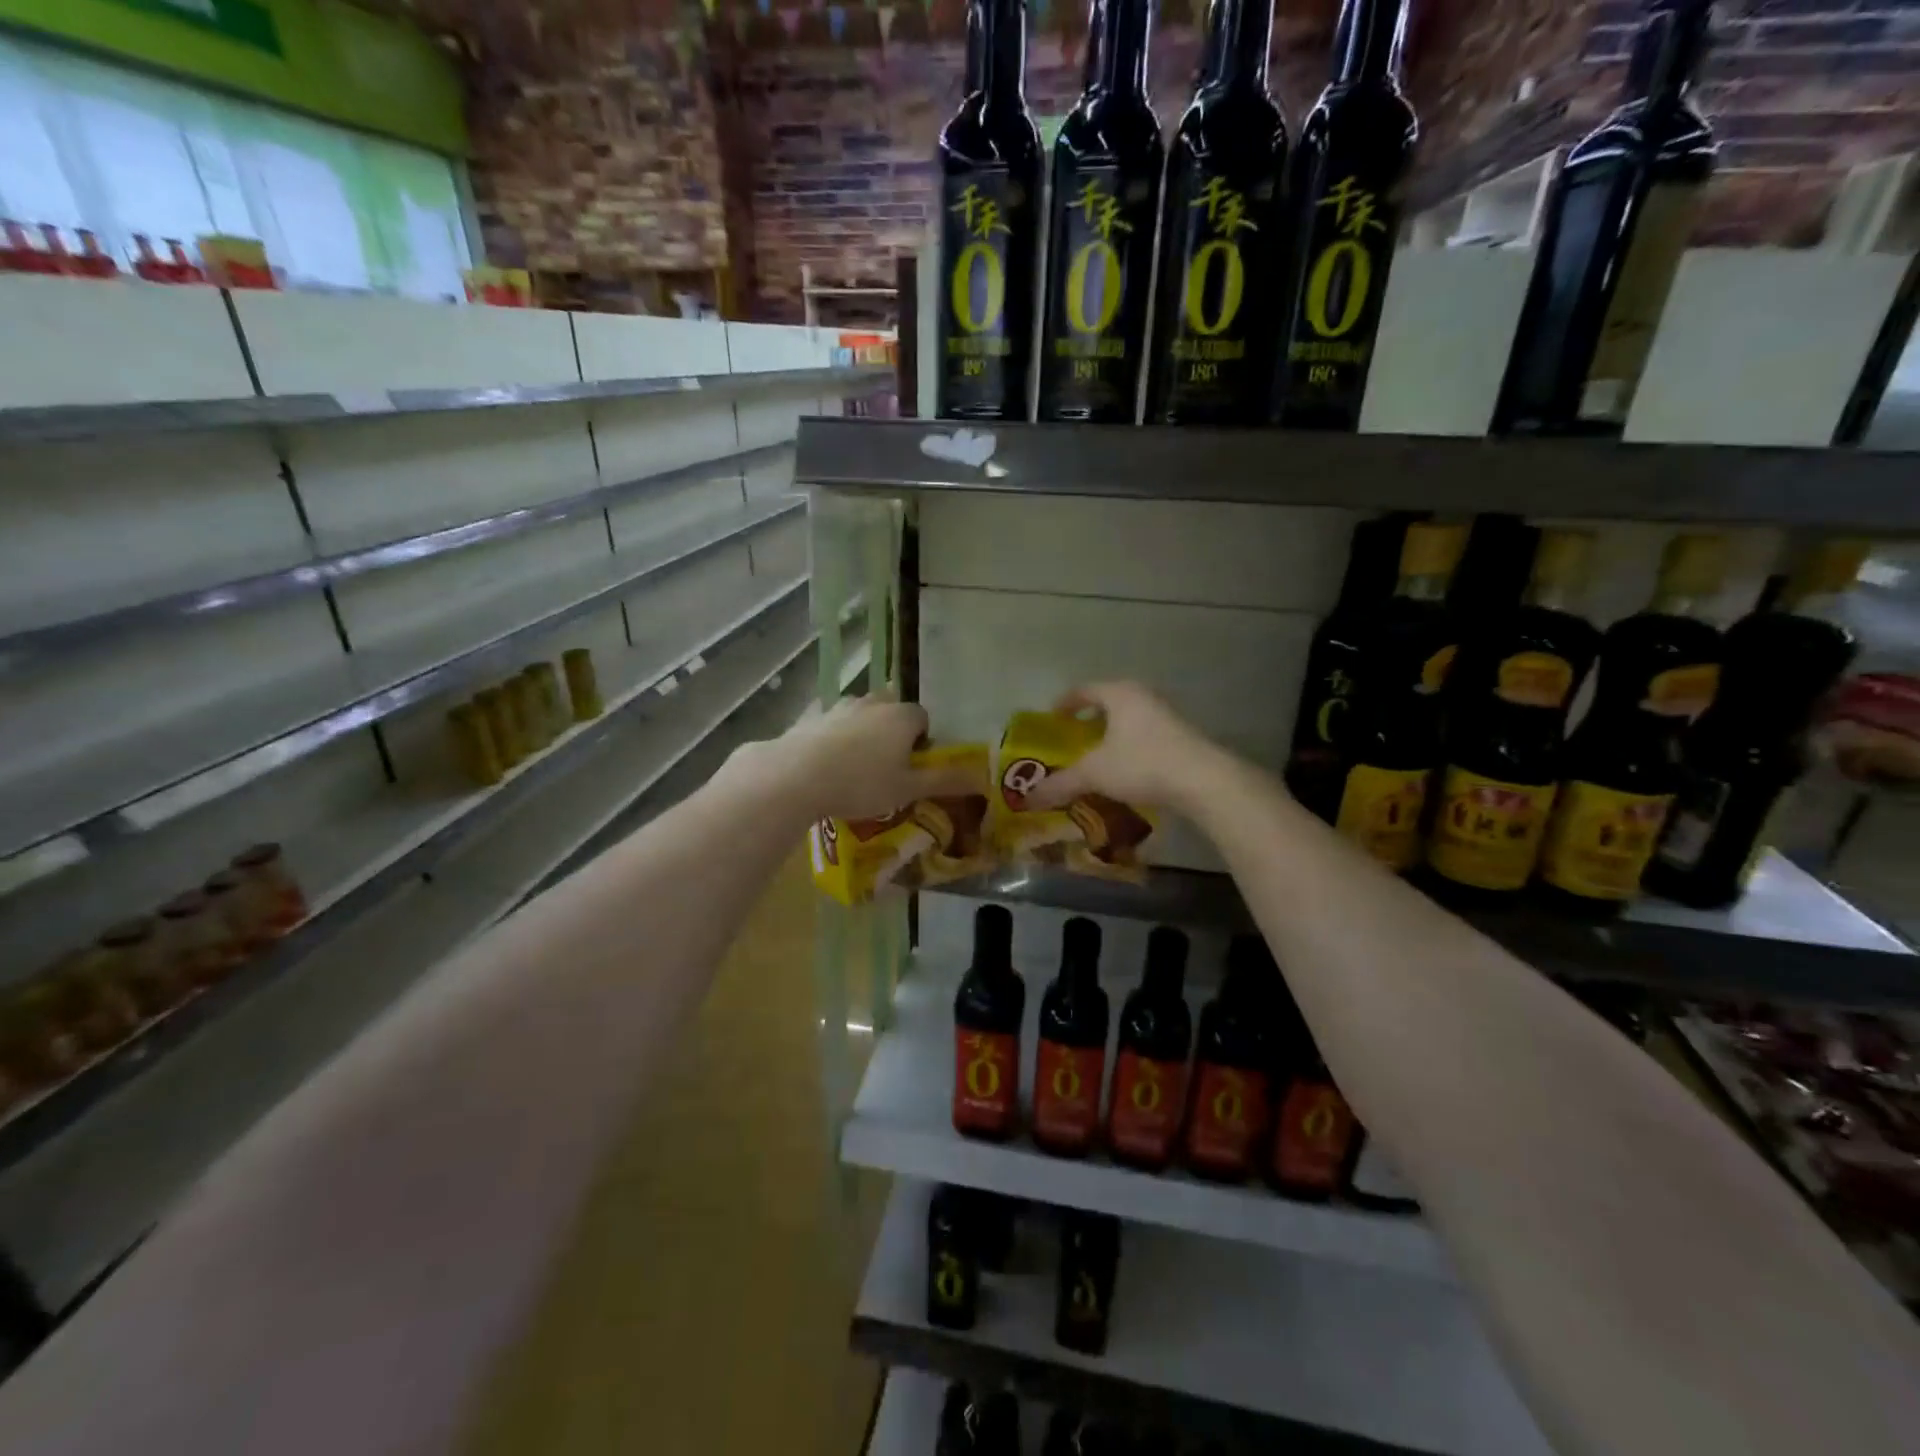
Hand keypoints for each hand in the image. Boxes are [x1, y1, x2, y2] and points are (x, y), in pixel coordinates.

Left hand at [733, 695, 986, 824]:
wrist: (796, 776)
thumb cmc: (861, 783)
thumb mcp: (908, 789)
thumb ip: (945, 781)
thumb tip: (984, 777)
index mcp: (901, 716)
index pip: (923, 718)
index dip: (922, 741)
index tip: (913, 766)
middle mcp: (872, 703)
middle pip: (891, 710)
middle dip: (893, 732)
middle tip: (886, 766)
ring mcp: (838, 707)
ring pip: (860, 714)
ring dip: (864, 732)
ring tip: (856, 767)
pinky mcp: (810, 718)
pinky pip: (830, 724)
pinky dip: (833, 737)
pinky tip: (826, 763)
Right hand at [1023, 682, 1227, 814]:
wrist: (1203, 780)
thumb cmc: (1142, 763)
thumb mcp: (1094, 773)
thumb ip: (1061, 783)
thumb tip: (1028, 798)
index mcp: (1119, 694)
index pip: (1084, 690)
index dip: (1065, 703)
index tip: (1052, 717)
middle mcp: (1144, 697)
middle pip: (1109, 702)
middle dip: (1090, 719)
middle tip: (1073, 737)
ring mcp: (1167, 716)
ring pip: (1130, 719)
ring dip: (1112, 734)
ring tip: (1098, 756)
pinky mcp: (1182, 737)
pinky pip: (1146, 735)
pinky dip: (1130, 747)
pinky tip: (1127, 770)